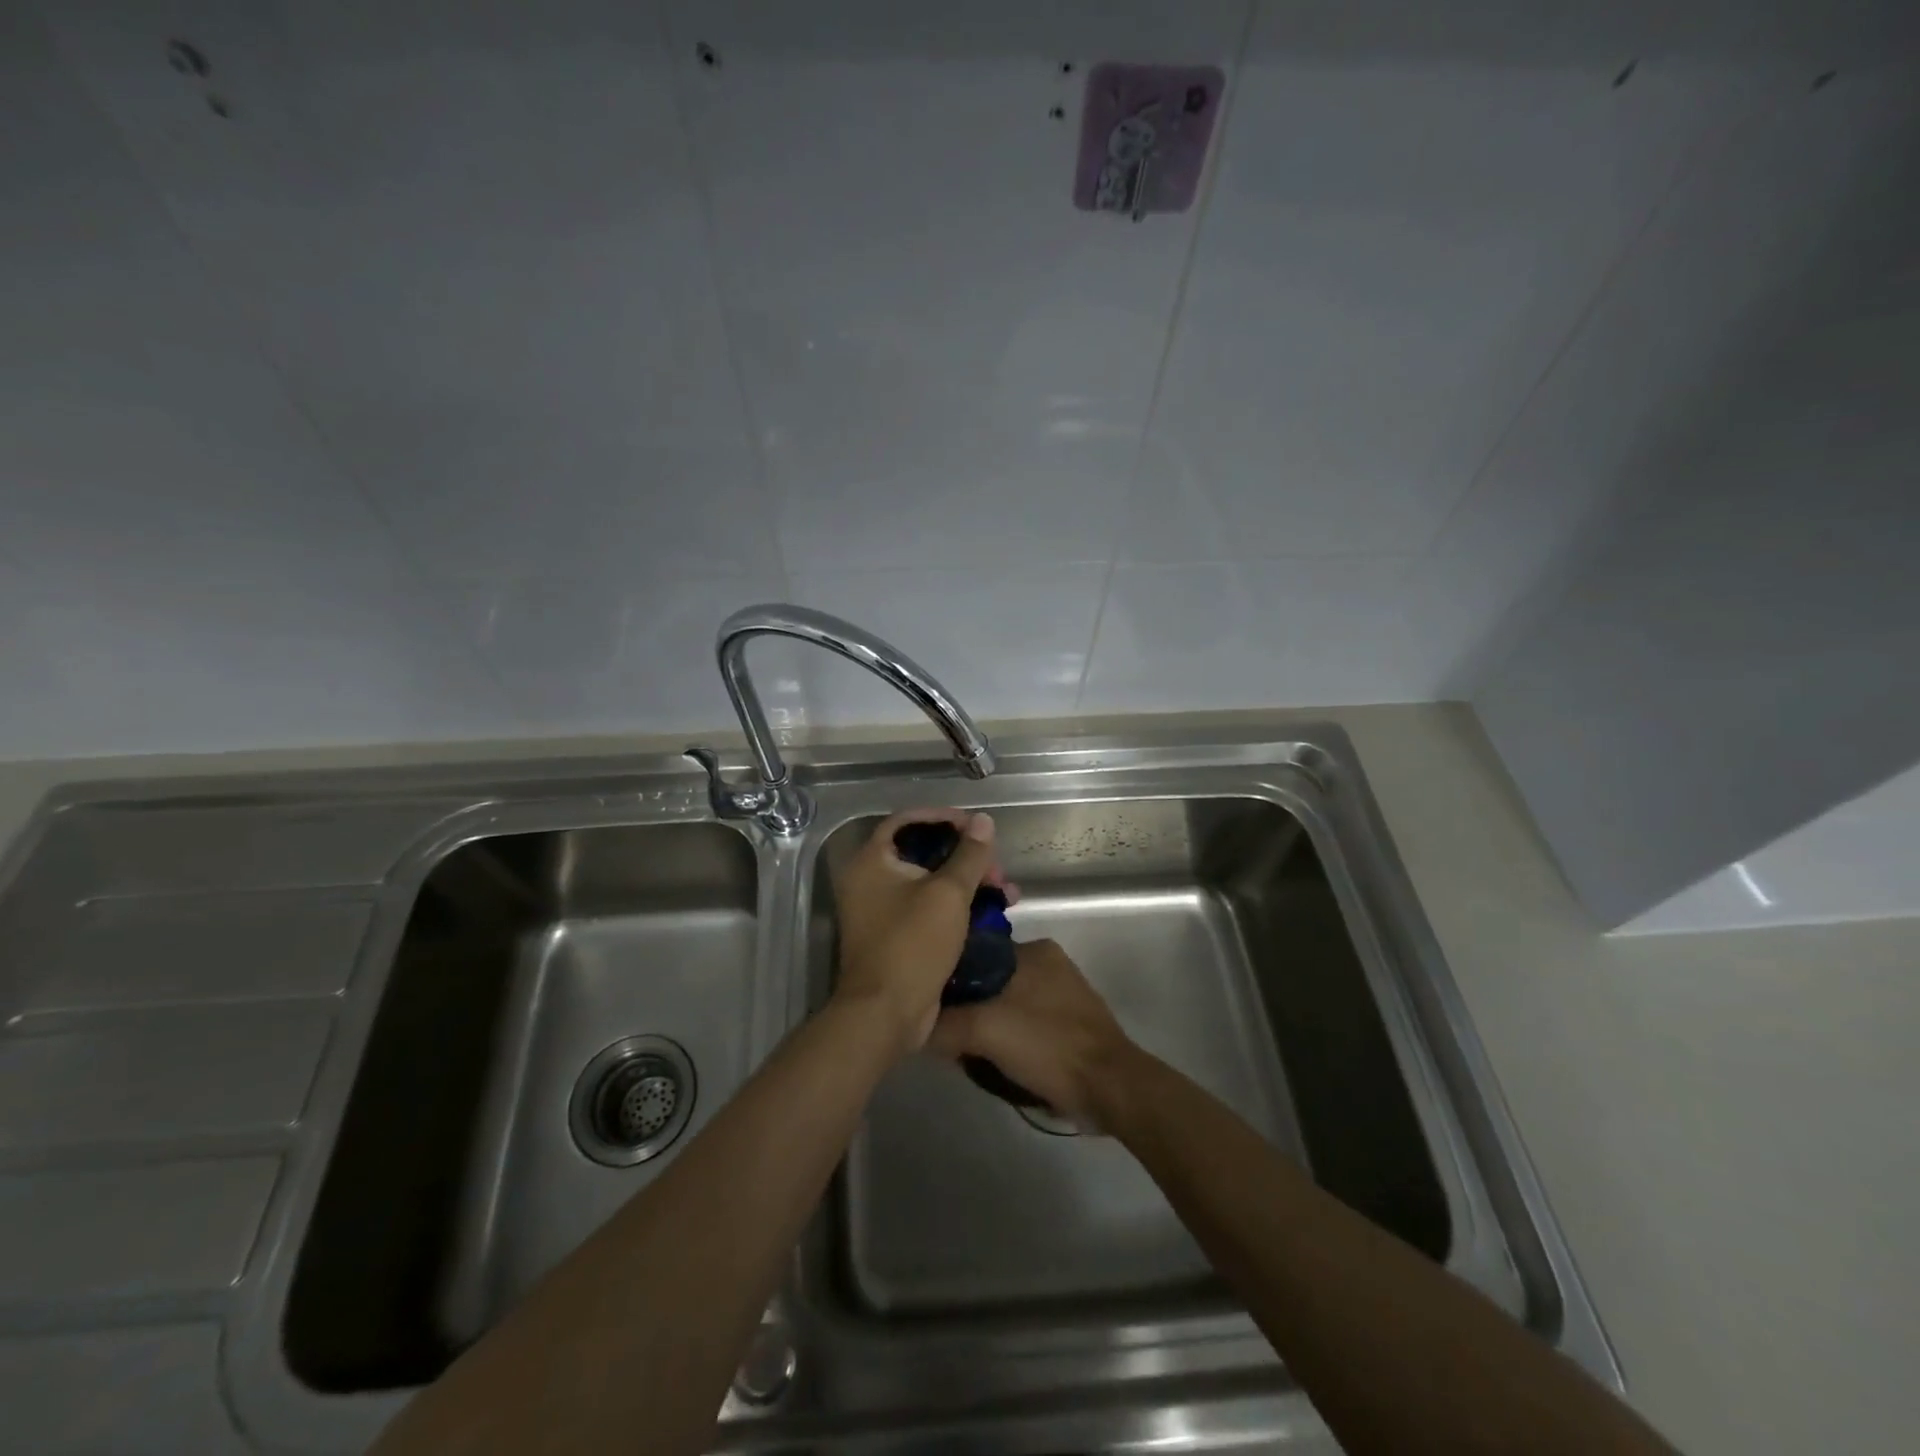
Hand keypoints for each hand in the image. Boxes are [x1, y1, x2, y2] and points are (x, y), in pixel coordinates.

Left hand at [831, 809, 1008, 1055]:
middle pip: (923, 852)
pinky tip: (991, 914)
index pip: (906, 821)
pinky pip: (930, 909)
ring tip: (1006, 894)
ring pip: (931, 883)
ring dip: (969, 883)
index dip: (942, 817)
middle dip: (966, 857)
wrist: (886, 1015)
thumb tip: (983, 820)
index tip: (974, 825)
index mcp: (872, 861)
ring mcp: (882, 911)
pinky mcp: (897, 936)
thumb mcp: (948, 894)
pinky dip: (958, 907)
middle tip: (996, 869)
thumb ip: (968, 855)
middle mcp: (871, 881)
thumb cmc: (913, 944)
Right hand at [928, 939, 1139, 1128]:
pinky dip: (1009, 1040)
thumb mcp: (984, 1030)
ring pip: (1006, 1004)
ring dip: (987, 1027)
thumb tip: (914, 1027)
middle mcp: (1049, 963)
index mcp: (1034, 949)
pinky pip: (1025, 1024)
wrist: (1109, 1087)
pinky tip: (997, 1062)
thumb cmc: (1047, 1045)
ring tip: (969, 1053)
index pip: (976, 952)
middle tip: (949, 1036)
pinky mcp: (1070, 1024)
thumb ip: (943, 1024)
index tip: (928, 1002)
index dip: (949, 976)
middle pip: (989, 980)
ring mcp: (1063, 994)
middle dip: (968, 1007)